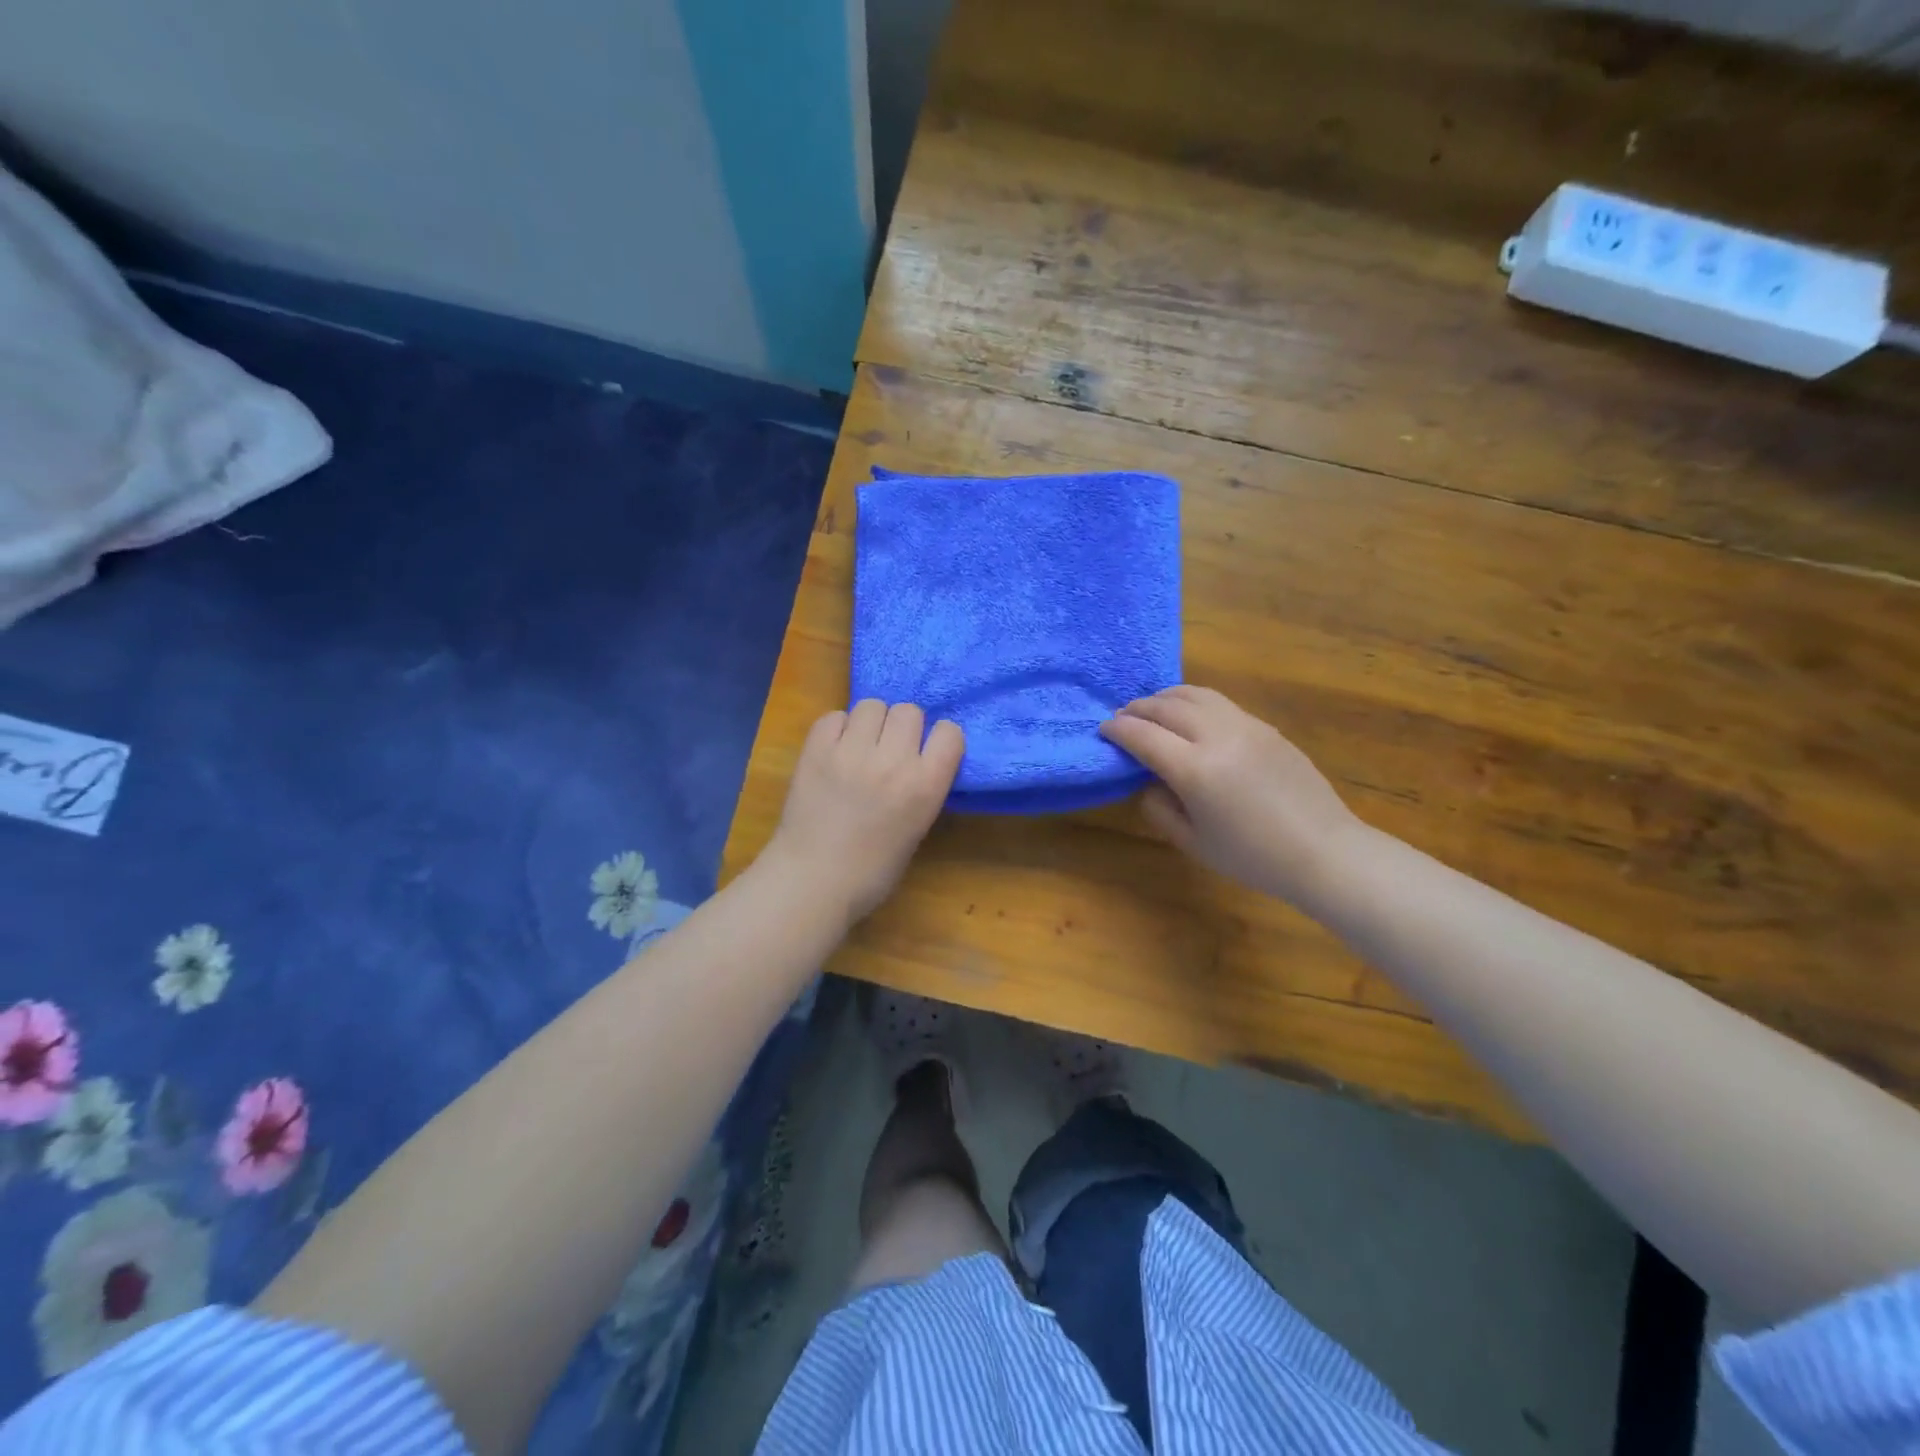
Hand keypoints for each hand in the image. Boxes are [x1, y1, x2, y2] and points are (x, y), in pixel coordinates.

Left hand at [766, 700, 963, 923]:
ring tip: (860, 746)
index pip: (950, 732)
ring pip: (872, 705)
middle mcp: (892, 761)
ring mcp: (851, 751)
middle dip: (903, 727)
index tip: (929, 753)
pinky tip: (834, 751)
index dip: (940, 740)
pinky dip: (837, 729)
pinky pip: (834, 716)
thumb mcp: (916, 829)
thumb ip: (922, 788)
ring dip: (870, 723)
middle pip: (909, 711)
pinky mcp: (816, 749)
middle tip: (889, 749)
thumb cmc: (872, 871)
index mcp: (925, 786)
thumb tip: (917, 758)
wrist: (812, 881)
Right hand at [1100, 685, 1361, 905]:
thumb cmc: (1252, 857)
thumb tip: (1150, 781)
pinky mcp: (1265, 727)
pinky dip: (1193, 702)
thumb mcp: (1192, 842)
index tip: (1103, 729)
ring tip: (1153, 710)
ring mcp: (1246, 726)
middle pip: (1166, 706)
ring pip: (1194, 694)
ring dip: (1165, 698)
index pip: (1143, 735)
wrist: (1324, 851)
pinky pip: (1219, 702)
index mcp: (1195, 769)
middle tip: (1122, 718)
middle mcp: (1218, 736)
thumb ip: (1160, 807)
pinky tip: (1190, 718)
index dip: (1117, 729)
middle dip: (1137, 708)